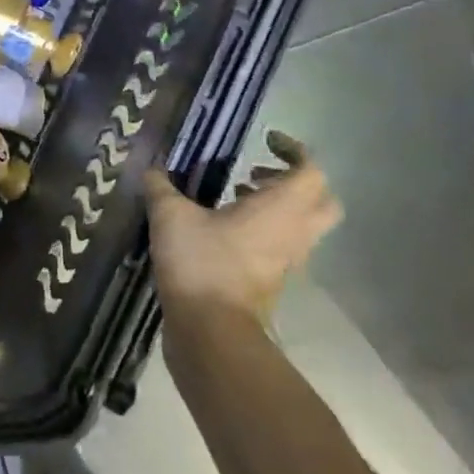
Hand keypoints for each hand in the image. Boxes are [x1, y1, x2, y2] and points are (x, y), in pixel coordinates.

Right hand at [146, 131, 340, 339]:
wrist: (211, 332)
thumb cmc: (201, 263)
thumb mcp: (170, 216)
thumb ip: (161, 187)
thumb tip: (151, 169)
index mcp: (280, 209)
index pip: (311, 171)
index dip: (294, 150)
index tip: (264, 141)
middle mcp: (294, 233)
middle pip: (321, 201)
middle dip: (295, 181)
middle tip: (257, 173)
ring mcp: (286, 262)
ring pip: (301, 227)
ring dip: (277, 208)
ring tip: (233, 198)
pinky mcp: (271, 283)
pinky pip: (280, 248)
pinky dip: (262, 232)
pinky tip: (221, 230)